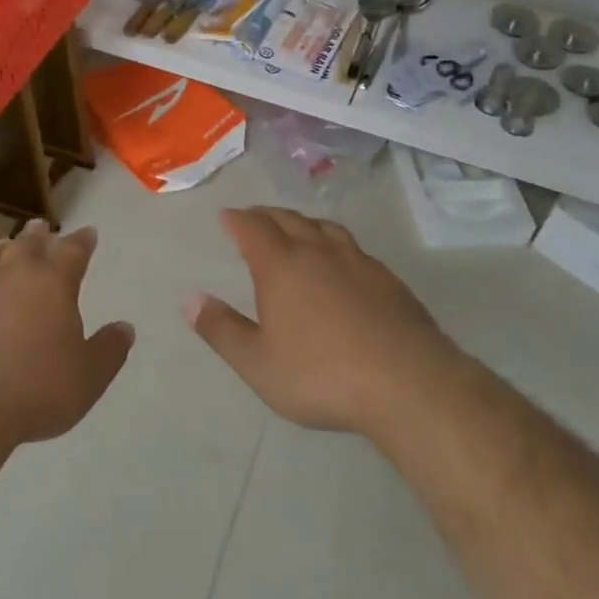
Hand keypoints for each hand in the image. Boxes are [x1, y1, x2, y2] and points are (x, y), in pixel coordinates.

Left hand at [0, 220, 132, 449]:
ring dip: (0, 252)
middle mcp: (11, 272)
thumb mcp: (87, 380)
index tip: (88, 233)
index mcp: (52, 282)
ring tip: (3, 251)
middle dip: (38, 235)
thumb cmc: (33, 393)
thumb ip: (109, 350)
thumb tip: (125, 327)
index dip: (82, 241)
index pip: (73, 250)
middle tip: (41, 228)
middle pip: (27, 243)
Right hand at [184, 207, 455, 438]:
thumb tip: (190, 299)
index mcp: (281, 265)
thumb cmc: (322, 374)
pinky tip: (339, 261)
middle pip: (287, 219)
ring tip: (294, 228)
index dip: (236, 219)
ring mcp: (357, 261)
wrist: (408, 383)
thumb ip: (222, 330)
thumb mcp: (258, 363)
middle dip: (265, 215)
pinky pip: (351, 246)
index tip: (225, 216)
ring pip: (323, 227)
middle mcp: (317, 251)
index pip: (252, 228)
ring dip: (302, 222)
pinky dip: (333, 241)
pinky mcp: (387, 278)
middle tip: (253, 217)